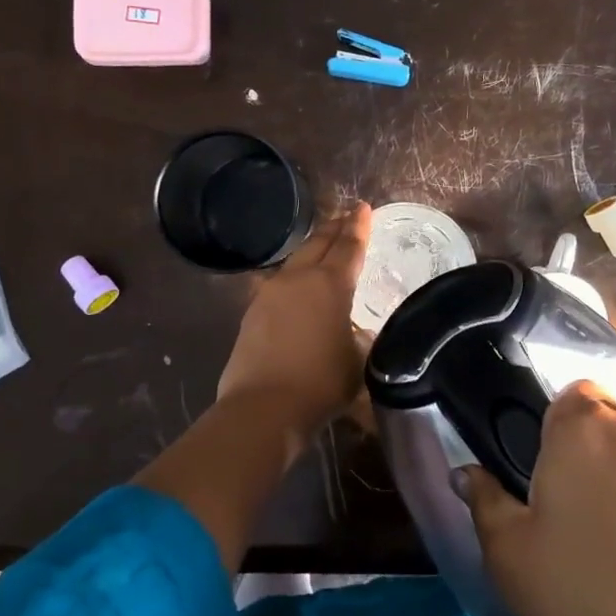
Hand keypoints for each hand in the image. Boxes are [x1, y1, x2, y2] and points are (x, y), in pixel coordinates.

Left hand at [216, 204, 371, 431]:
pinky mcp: (252, 313)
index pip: (349, 246)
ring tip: (323, 247)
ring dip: (312, 250)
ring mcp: (270, 294)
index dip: (359, 226)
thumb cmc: (321, 384)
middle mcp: (299, 279)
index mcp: (331, 284)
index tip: (363, 207)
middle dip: (335, 228)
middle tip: (346, 216)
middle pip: (319, 244)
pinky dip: (295, 277)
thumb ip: (360, 338)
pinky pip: (279, 284)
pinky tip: (296, 287)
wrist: (264, 408)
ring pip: (295, 261)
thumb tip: (355, 332)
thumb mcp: (358, 361)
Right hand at [455, 381, 615, 615]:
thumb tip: (466, 473)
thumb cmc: (589, 600)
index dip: (557, 431)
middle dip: (597, 454)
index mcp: (585, 428)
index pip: (569, 395)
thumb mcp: (511, 558)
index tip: (553, 478)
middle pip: (612, 423)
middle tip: (586, 516)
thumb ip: (484, 502)